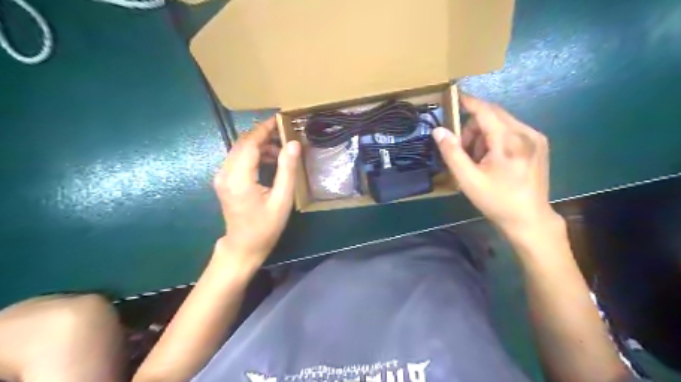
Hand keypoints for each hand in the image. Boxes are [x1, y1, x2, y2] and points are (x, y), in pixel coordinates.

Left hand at [212, 118, 298, 266]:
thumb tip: (293, 144)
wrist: (243, 247)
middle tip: (285, 133)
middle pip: (242, 143)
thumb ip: (287, 170)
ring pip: (239, 149)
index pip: (250, 143)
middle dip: (263, 134)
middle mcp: (225, 173)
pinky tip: (269, 160)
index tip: (281, 119)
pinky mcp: (224, 180)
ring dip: (259, 144)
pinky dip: (253, 154)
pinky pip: (238, 159)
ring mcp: (222, 177)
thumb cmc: (265, 227)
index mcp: (239, 178)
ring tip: (281, 150)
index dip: (265, 129)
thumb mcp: (282, 200)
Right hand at [436, 94, 558, 233]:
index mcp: (509, 141)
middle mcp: (526, 133)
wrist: (529, 219)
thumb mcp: (468, 180)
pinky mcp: (539, 144)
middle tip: (462, 150)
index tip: (454, 96)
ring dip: (484, 134)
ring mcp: (536, 137)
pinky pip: (511, 130)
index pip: (485, 111)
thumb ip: (452, 153)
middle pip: (493, 115)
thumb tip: (439, 130)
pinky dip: (496, 138)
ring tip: (478, 159)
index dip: (468, 102)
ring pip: (501, 122)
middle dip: (472, 127)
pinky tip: (493, 159)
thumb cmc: (496, 201)